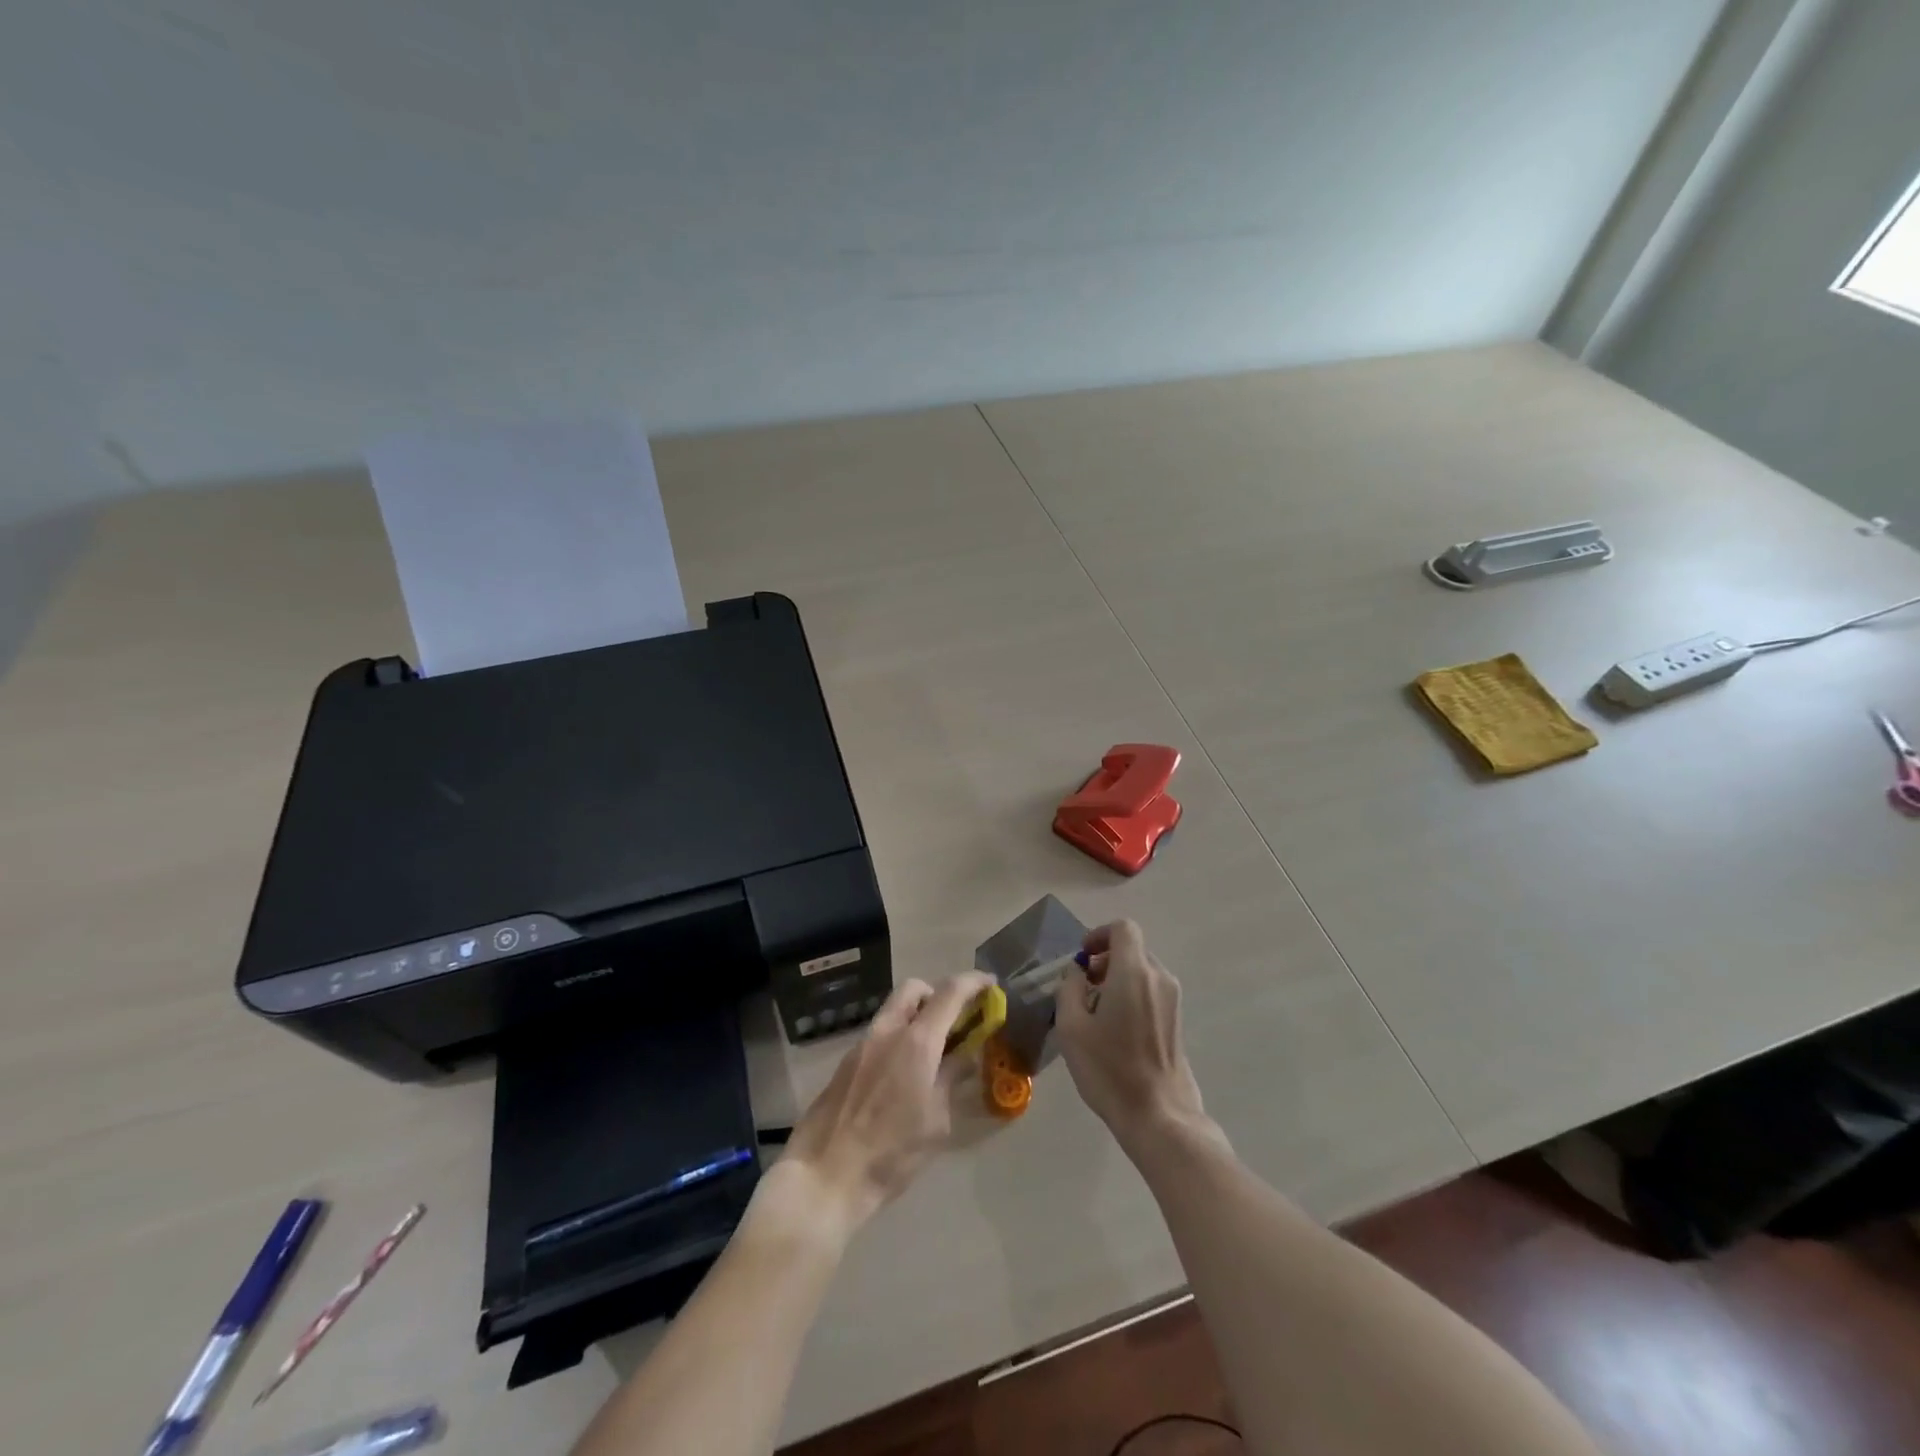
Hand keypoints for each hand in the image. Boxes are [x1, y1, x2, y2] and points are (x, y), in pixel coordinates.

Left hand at [782, 971, 996, 1235]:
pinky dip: (899, 1038)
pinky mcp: (846, 1063)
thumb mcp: (936, 1121)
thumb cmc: (891, 1154)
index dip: (973, 982)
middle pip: (914, 989)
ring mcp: (862, 1044)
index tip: (990, 984)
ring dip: (917, 1017)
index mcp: (916, 1041)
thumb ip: (952, 1078)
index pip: (950, 993)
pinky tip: (905, 1075)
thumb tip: (967, 1054)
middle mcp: (887, 1031)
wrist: (824, 1177)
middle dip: (938, 994)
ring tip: (933, 1053)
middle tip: (955, 1021)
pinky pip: (880, 1034)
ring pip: (894, 1010)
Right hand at [1054, 920, 1207, 1147]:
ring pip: (1142, 972)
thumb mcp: (1071, 1027)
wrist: (1159, 1116)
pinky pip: (1151, 992)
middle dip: (1105, 961)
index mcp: (1134, 972)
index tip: (1082, 959)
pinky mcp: (1177, 1021)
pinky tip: (1116, 1031)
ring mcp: (1173, 1000)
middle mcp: (1159, 978)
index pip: (1123, 928)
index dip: (1099, 934)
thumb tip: (1077, 972)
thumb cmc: (1109, 1069)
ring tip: (1096, 1014)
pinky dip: (1131, 996)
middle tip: (1082, 990)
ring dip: (1117, 980)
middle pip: (1132, 950)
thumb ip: (1069, 988)